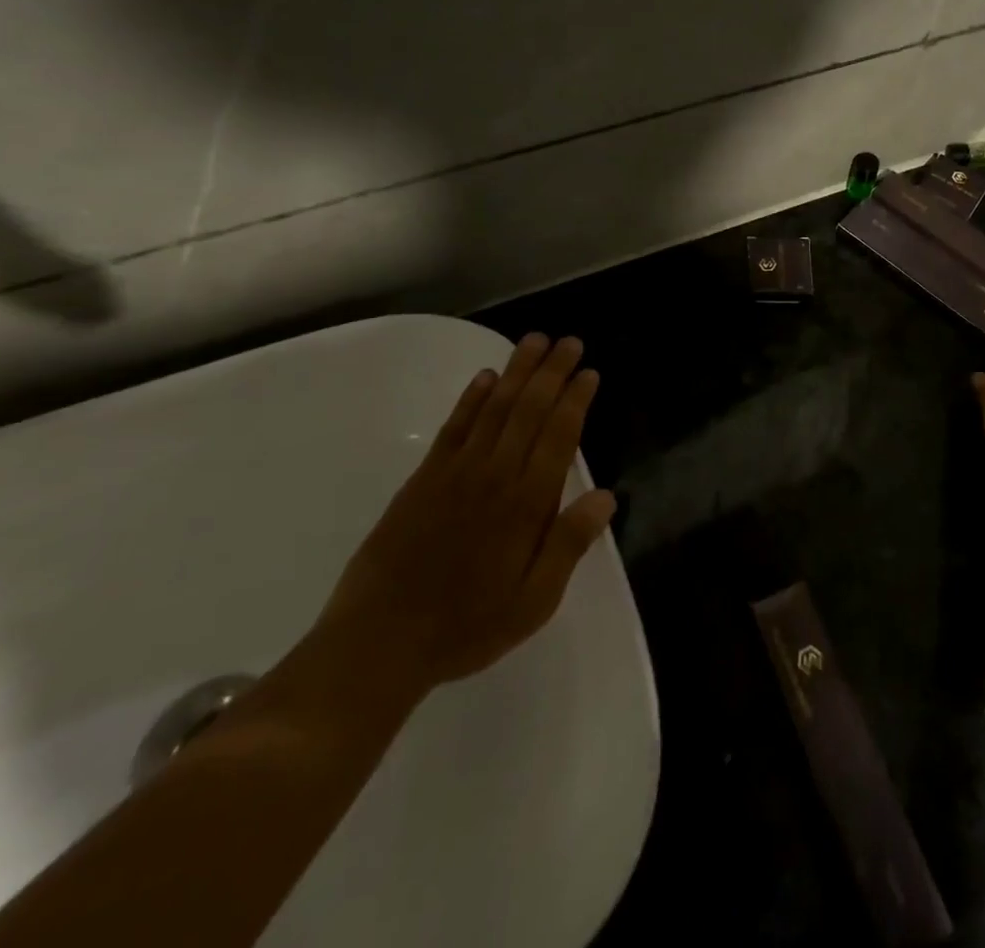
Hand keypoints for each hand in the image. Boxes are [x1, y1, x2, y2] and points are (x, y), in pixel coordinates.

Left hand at [316, 334, 616, 695]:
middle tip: (570, 342)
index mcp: (526, 504)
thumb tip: (607, 497)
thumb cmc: (466, 626)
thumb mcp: (533, 602)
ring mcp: (455, 472)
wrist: (377, 644)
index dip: (576, 400)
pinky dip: (472, 398)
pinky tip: (485, 377)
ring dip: (517, 372)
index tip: (589, 372)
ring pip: (494, 408)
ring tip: (535, 341)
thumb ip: (569, 544)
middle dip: (552, 372)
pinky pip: (454, 427)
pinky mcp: (423, 479)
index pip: (559, 435)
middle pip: (529, 410)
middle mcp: (494, 475)